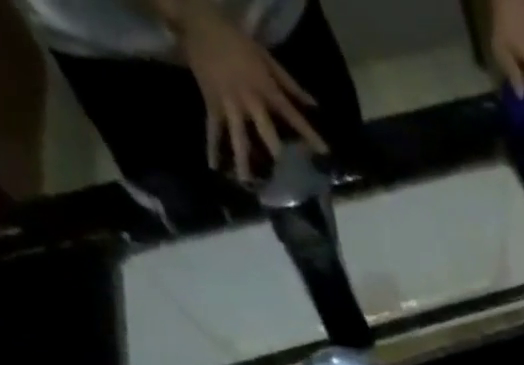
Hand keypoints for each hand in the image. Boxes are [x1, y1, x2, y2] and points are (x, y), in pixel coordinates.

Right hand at [172, 0, 325, 180]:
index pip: (293, 117)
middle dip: (278, 155)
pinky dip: (212, 146)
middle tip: (288, 180)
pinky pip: (212, 128)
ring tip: (248, 183)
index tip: (325, 154)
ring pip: (238, 137)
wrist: (198, 22)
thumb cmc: (238, 41)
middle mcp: (249, 101)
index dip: (309, 135)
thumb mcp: (267, 58)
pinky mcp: (212, 104)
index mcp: (266, 89)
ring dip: (243, 160)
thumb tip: (315, 106)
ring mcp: (229, 105)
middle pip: (266, 133)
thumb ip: (291, 85)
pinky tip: (214, 166)